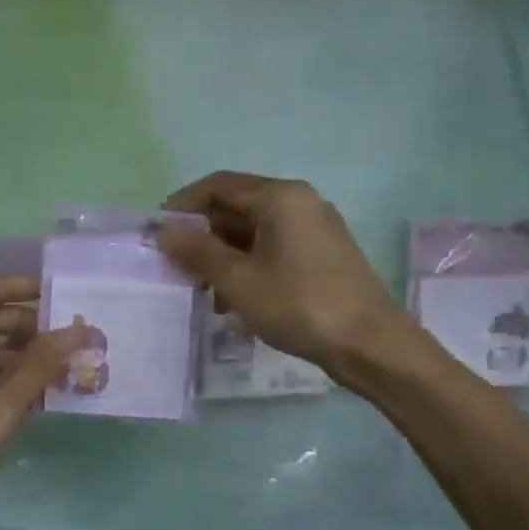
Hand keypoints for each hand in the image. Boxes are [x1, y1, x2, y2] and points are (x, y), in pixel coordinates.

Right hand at [157, 171, 404, 375]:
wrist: (372, 345)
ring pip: (255, 230)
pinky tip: (234, 298)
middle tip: (176, 264)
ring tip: (202, 289)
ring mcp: (315, 227)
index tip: (156, 231)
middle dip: (203, 233)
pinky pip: (274, 246)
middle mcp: (299, 201)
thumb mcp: (239, 280)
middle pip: (237, 205)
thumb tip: (164, 231)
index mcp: (280, 197)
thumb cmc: (300, 305)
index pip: (218, 185)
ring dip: (224, 253)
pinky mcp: (324, 253)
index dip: (182, 204)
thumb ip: (198, 251)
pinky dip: (249, 264)